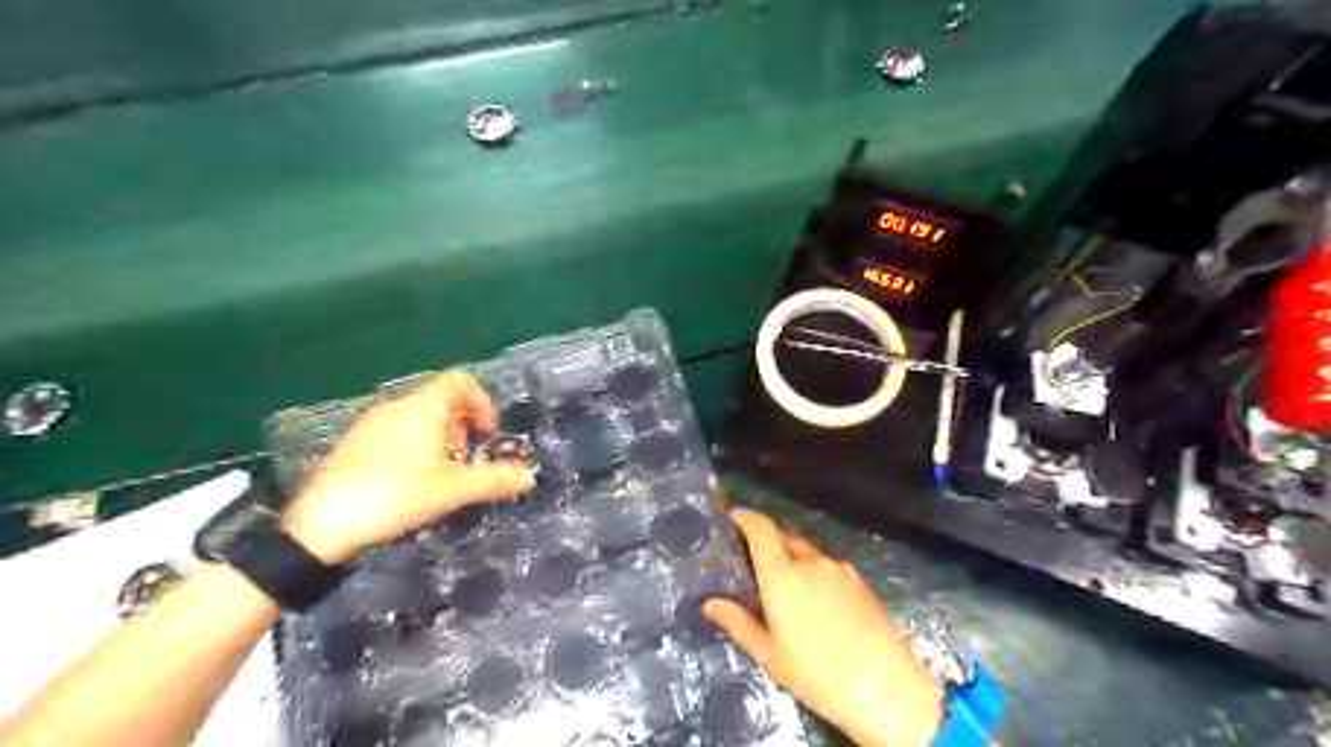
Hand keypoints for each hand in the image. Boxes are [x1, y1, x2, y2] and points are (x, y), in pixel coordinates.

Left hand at [283, 372, 533, 562]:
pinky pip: (396, 430)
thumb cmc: (397, 495)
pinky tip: (408, 481)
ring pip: (418, 416)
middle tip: (466, 460)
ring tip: (440, 474)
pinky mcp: (354, 442)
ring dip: (439, 437)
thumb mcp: (454, 490)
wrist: (322, 523)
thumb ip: (495, 480)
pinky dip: (414, 445)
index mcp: (424, 408)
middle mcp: (398, 406)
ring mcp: (371, 422)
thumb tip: (529, 478)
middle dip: (462, 426)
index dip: (482, 402)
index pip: (460, 381)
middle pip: (441, 400)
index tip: (487, 434)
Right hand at [707, 507, 944, 746]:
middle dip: (767, 541)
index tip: (732, 515)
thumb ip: (739, 623)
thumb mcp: (771, 655)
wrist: (887, 688)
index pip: (761, 529)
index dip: (745, 516)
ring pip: (807, 552)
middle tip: (753, 561)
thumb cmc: (818, 675)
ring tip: (787, 587)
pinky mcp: (859, 580)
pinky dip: (814, 572)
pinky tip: (817, 601)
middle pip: (783, 537)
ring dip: (792, 559)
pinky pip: (827, 566)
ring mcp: (838, 568)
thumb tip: (710, 603)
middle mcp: (810, 562)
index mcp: (783, 576)